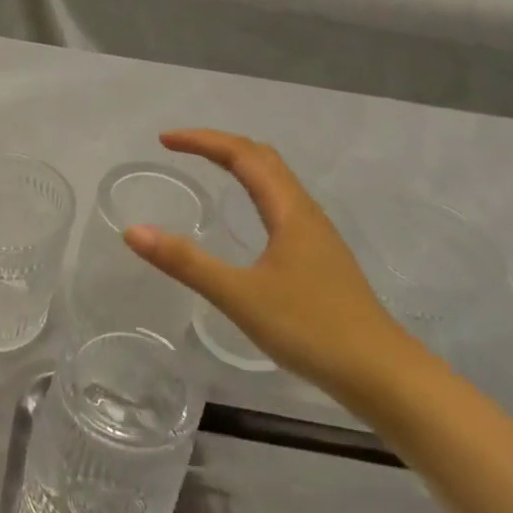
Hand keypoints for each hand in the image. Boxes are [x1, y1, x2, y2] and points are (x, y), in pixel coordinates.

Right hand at [122, 130, 423, 404]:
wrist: (379, 372)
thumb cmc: (309, 328)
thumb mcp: (239, 295)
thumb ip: (186, 263)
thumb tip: (133, 231)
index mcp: (290, 211)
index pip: (243, 155)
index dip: (203, 141)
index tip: (164, 140)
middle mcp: (306, 213)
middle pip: (263, 159)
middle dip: (220, 145)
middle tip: (180, 149)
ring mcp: (317, 236)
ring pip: (277, 182)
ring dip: (240, 166)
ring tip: (208, 169)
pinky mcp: (320, 258)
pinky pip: (281, 205)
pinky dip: (254, 192)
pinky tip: (246, 219)